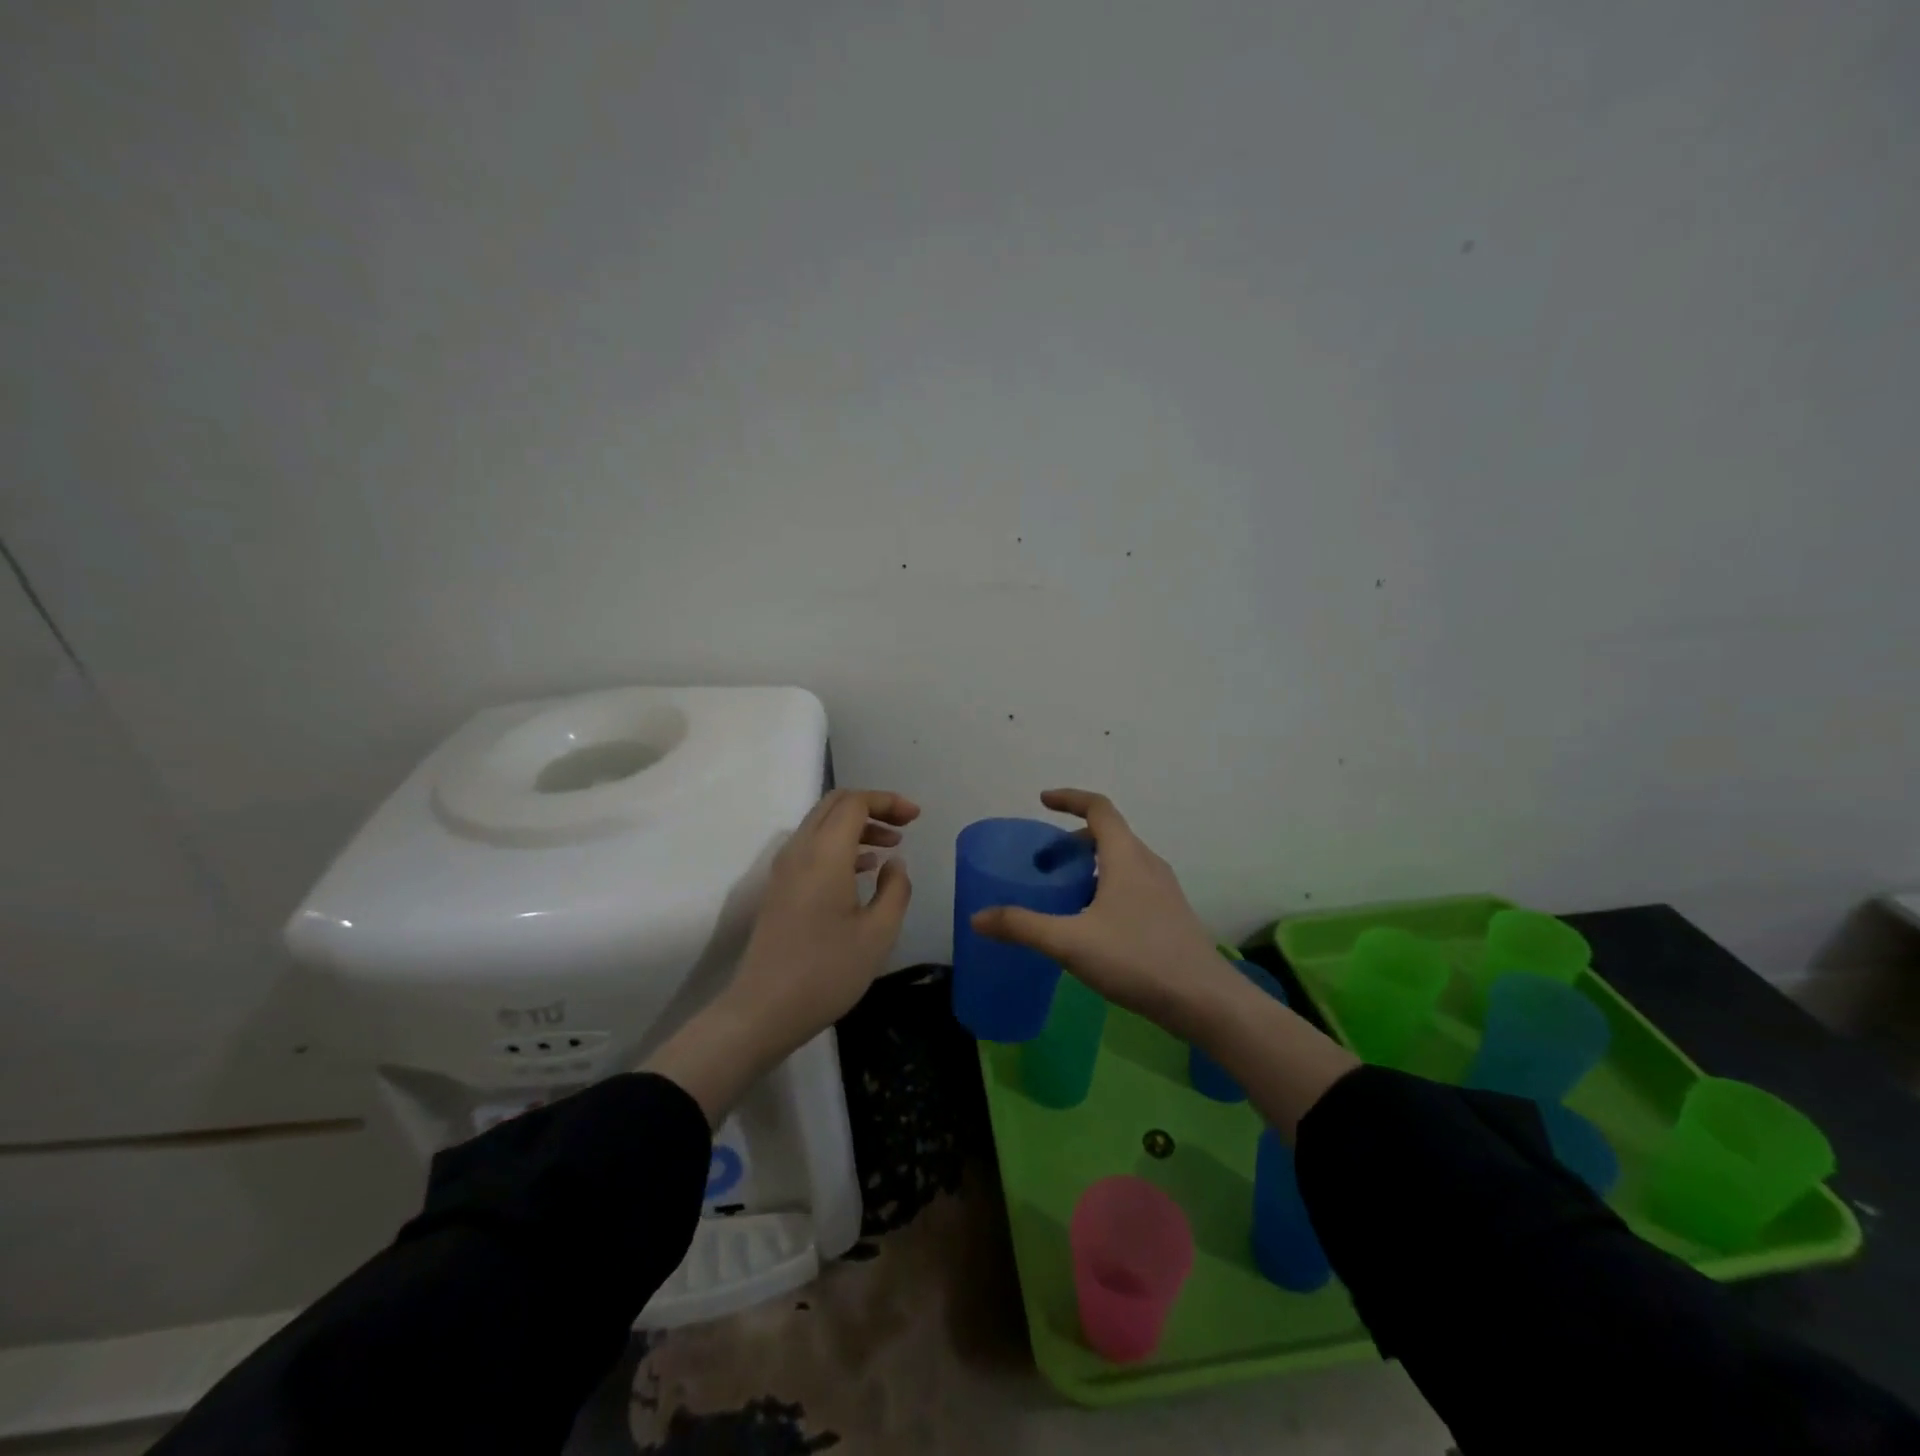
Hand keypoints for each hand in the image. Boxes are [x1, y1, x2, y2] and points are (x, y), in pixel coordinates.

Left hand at [648, 788, 918, 1123]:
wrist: (763, 1010)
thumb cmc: (827, 971)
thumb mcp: (878, 934)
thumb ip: (895, 890)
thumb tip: (894, 863)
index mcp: (825, 853)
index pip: (855, 803)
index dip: (888, 801)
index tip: (916, 818)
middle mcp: (800, 850)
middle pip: (835, 804)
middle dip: (873, 806)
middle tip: (905, 824)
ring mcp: (785, 868)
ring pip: (822, 824)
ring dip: (857, 825)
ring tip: (891, 846)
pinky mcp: (780, 888)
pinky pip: (812, 846)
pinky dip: (840, 844)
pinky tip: (864, 869)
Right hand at [969, 789, 1234, 1035]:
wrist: (1204, 1001)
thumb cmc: (1137, 959)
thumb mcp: (1070, 942)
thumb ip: (1022, 927)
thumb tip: (978, 917)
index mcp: (1126, 856)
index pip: (1098, 808)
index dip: (1069, 798)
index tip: (1042, 801)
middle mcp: (1148, 863)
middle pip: (1109, 834)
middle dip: (1072, 841)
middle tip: (1044, 863)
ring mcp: (1164, 890)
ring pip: (1122, 861)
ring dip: (1091, 864)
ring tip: (1064, 892)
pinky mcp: (1170, 914)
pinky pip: (1132, 883)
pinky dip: (1106, 885)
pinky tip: (1093, 922)